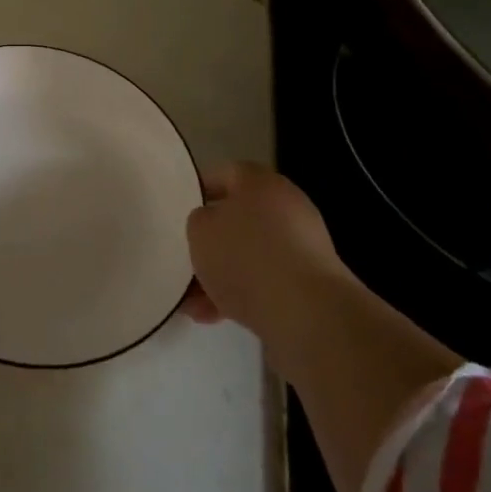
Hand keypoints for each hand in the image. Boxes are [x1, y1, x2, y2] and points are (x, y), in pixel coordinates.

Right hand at [183, 161, 353, 372]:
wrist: (308, 314)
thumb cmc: (246, 257)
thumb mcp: (200, 231)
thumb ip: (199, 221)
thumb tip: (211, 227)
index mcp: (260, 182)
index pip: (224, 174)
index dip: (199, 190)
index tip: (179, 211)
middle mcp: (286, 206)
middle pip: (238, 218)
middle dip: (211, 244)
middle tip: (187, 262)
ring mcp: (303, 245)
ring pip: (251, 254)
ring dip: (222, 276)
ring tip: (194, 305)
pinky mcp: (312, 283)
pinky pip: (268, 281)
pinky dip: (244, 294)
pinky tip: (216, 317)